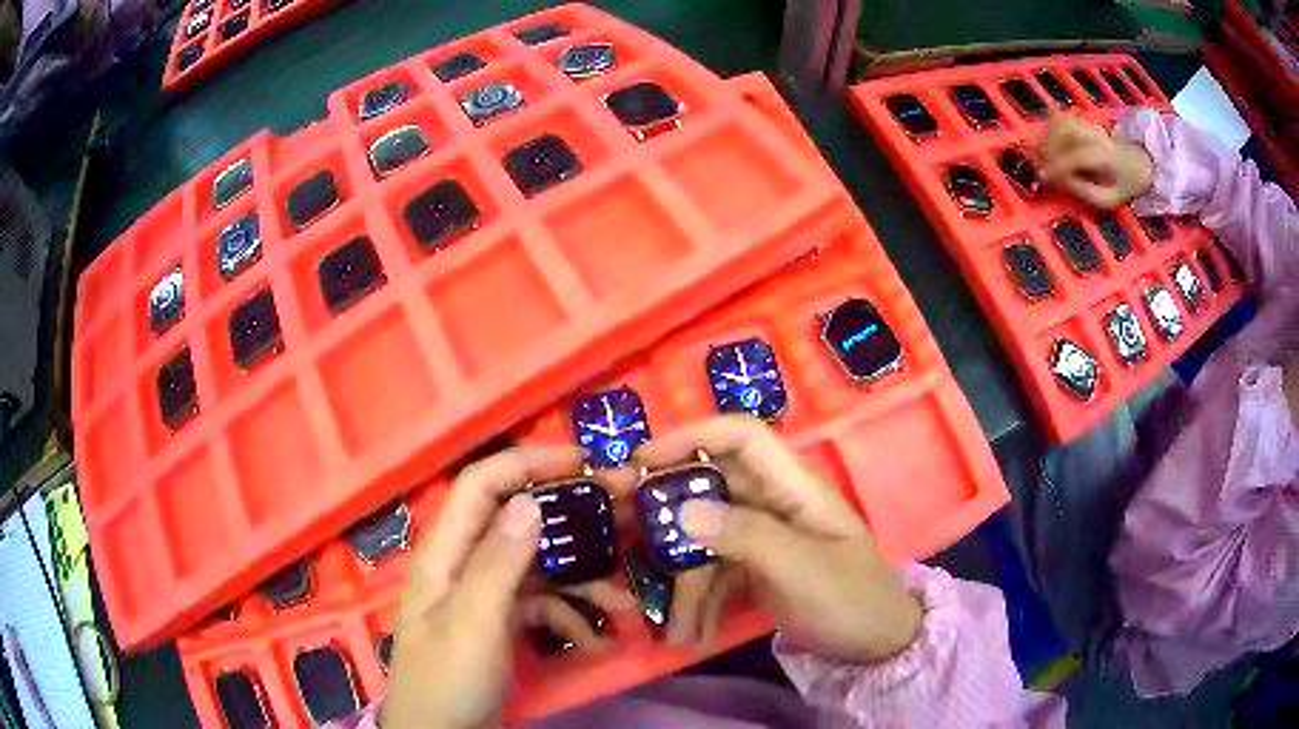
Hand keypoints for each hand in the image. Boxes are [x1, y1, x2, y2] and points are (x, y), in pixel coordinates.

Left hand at [382, 447, 631, 728]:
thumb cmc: (448, 677)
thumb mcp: (473, 621)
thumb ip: (499, 562)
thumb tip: (530, 501)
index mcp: (447, 551)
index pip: (482, 484)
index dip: (528, 462)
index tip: (584, 462)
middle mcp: (467, 563)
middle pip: (518, 520)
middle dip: (571, 517)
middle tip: (625, 513)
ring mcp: (487, 594)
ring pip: (539, 566)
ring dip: (583, 579)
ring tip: (627, 600)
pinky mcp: (503, 621)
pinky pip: (543, 605)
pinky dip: (572, 616)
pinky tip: (597, 639)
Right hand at [632, 416, 922, 663]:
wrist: (877, 646)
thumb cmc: (852, 601)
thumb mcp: (804, 571)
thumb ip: (749, 538)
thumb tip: (683, 510)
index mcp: (795, 487)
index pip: (741, 438)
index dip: (691, 438)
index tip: (641, 461)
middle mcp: (774, 502)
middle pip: (709, 489)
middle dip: (664, 515)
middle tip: (615, 533)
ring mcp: (762, 537)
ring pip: (705, 540)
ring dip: (684, 583)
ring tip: (674, 630)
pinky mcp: (755, 568)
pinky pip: (714, 573)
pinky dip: (700, 602)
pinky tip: (693, 635)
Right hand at [1040, 113, 1153, 209]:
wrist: (1138, 162)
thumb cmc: (1122, 186)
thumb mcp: (1108, 200)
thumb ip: (1086, 192)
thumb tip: (1061, 182)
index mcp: (1106, 156)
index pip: (1079, 156)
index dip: (1059, 166)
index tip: (1044, 178)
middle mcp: (1095, 134)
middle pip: (1065, 132)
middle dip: (1048, 149)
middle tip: (1041, 168)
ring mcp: (1087, 124)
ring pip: (1059, 122)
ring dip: (1047, 138)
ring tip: (1044, 157)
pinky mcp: (1081, 120)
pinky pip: (1059, 117)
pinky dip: (1049, 128)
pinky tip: (1049, 143)